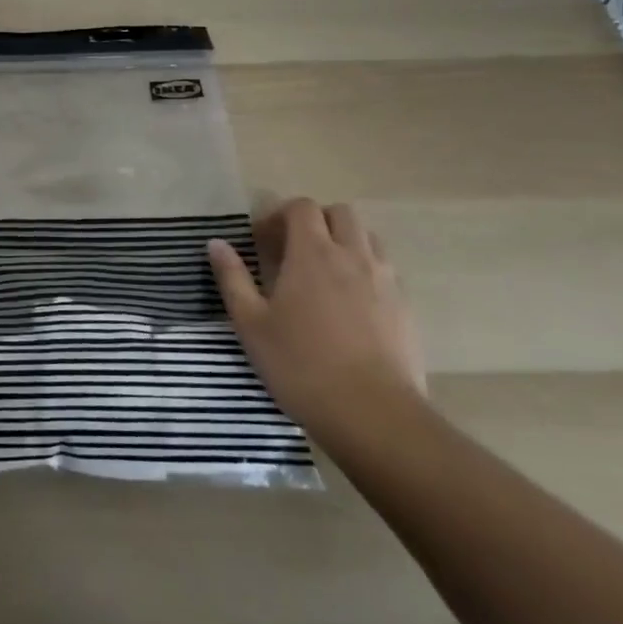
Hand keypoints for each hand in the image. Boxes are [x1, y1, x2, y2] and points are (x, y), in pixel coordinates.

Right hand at [207, 199, 426, 446]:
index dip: (280, 216)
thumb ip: (232, 278)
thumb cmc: (302, 365)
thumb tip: (216, 244)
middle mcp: (353, 256)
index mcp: (313, 253)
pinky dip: (366, 274)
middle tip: (294, 251)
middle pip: (341, 214)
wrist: (375, 416)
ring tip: (324, 275)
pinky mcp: (406, 310)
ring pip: (369, 240)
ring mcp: (386, 282)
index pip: (302, 207)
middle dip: (317, 222)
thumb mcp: (251, 323)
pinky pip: (386, 273)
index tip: (262, 242)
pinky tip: (350, 307)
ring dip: (345, 244)